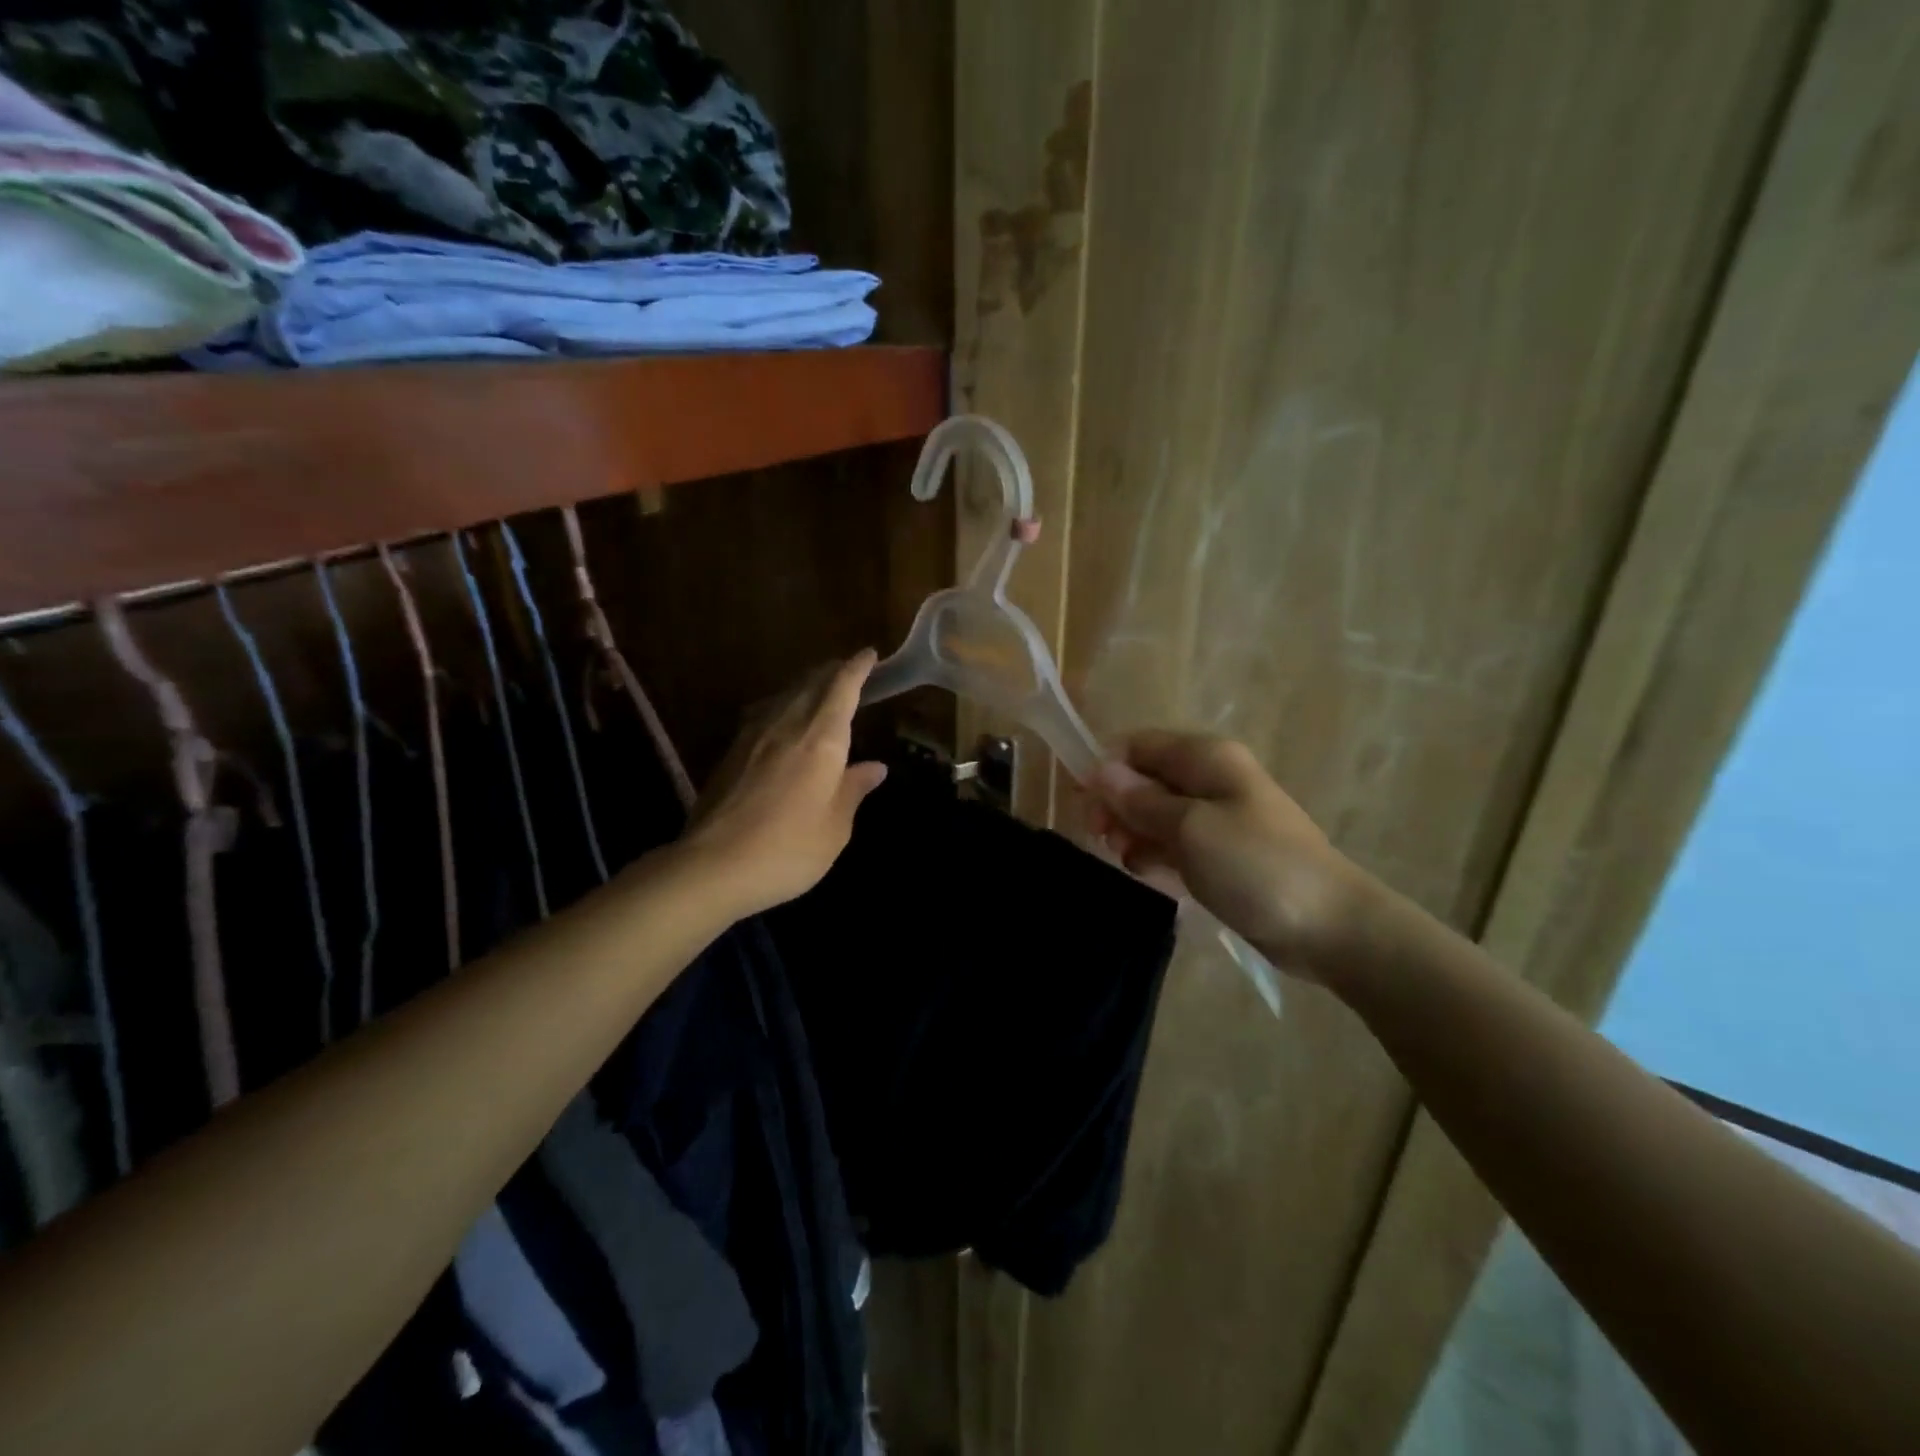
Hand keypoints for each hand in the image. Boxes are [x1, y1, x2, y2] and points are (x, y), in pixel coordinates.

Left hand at [681, 652, 888, 917]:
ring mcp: (754, 735)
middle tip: (849, 670)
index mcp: (821, 739)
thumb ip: (853, 790)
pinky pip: (765, 711)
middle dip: (833, 671)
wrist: (712, 866)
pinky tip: (782, 718)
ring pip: (785, 694)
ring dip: (806, 684)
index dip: (858, 668)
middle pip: (811, 682)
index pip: (842, 687)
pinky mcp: (732, 750)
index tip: (869, 654)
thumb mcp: (835, 827)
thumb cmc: (788, 849)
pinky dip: (783, 704)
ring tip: (819, 688)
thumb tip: (875, 767)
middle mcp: (787, 724)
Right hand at [1088, 732, 1365, 978]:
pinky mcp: (1220, 852)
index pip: (1138, 745)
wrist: (1328, 926)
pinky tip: (1148, 873)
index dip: (1107, 768)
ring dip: (1133, 832)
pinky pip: (1173, 842)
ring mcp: (1216, 817)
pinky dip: (1155, 853)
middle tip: (1103, 838)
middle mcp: (1209, 778)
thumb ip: (1141, 800)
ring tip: (1129, 860)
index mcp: (1206, 758)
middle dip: (1117, 804)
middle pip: (1144, 778)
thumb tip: (1100, 770)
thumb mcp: (1190, 829)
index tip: (1087, 805)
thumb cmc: (1256, 866)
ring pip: (1154, 813)